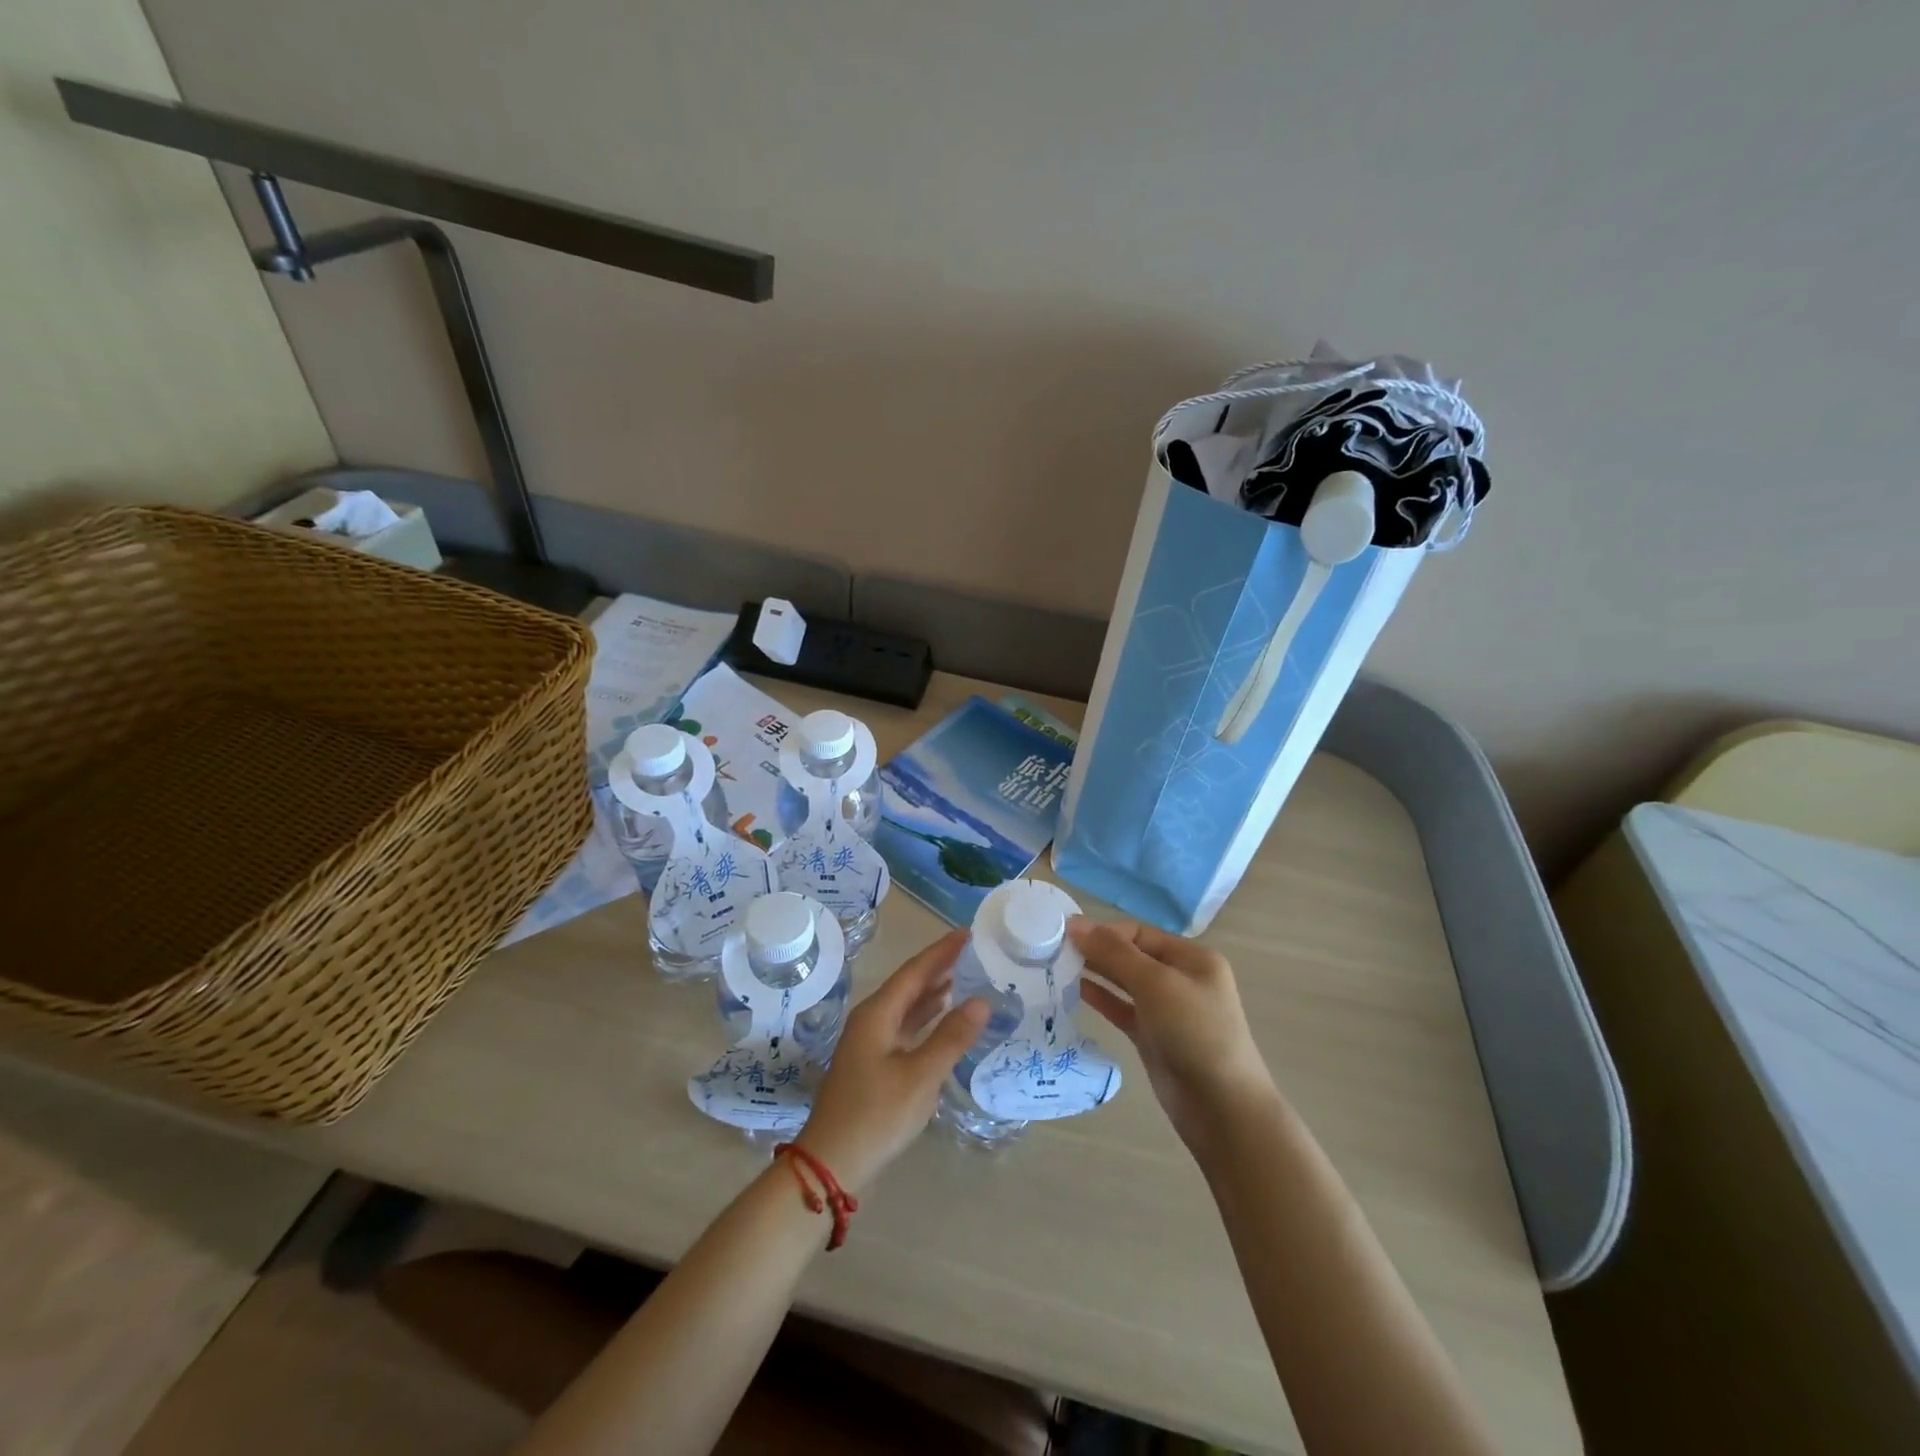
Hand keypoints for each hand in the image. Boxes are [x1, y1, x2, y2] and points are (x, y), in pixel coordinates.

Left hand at [797, 930, 988, 1193]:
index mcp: (877, 1014)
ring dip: (933, 992)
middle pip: (909, 985)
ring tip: (964, 977)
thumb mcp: (920, 1077)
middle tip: (972, 953)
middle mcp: (871, 1020)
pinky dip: (926, 1019)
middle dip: (939, 967)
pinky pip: (905, 1028)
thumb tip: (982, 1000)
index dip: (941, 951)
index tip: (967, 933)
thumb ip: (951, 1037)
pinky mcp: (874, 1066)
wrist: (831, 1165)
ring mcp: (870, 1044)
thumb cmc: (876, 1115)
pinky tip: (942, 1019)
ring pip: (906, 1007)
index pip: (915, 971)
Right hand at [1069, 917, 1279, 1155]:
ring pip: (1124, 981)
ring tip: (1057, 966)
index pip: (1139, 933)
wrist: (1222, 1109)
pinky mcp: (1153, 1036)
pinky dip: (1100, 998)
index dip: (1104, 931)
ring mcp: (1167, 1009)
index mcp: (1192, 957)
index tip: (1065, 933)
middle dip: (1097, 950)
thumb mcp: (1155, 984)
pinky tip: (1074, 990)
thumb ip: (1114, 953)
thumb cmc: (1194, 1033)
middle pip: (1131, 955)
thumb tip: (1075, 924)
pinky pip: (1122, 1008)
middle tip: (1054, 950)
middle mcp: (1180, 978)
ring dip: (1095, 972)